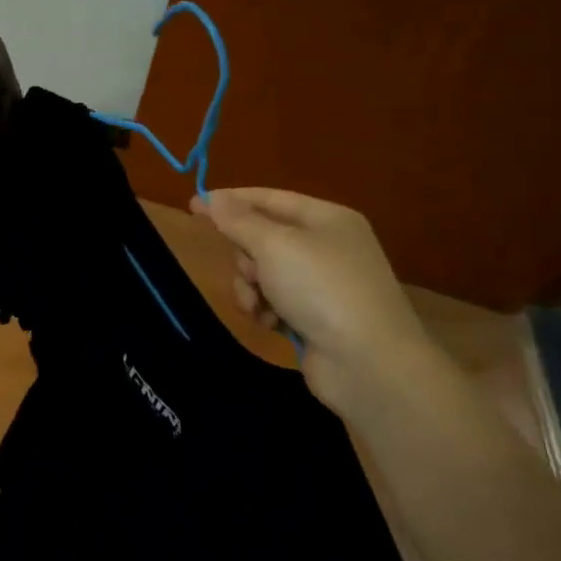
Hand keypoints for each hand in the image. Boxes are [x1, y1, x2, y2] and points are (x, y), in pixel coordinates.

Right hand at [190, 188, 452, 415]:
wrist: (367, 362)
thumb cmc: (321, 288)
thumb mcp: (274, 245)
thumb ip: (239, 220)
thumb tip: (214, 198)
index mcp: (326, 219)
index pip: (269, 198)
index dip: (231, 201)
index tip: (193, 205)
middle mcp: (326, 246)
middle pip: (263, 238)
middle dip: (246, 256)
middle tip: (251, 271)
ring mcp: (321, 284)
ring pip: (262, 273)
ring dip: (251, 288)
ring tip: (259, 305)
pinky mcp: (314, 317)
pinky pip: (272, 302)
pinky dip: (265, 310)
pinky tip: (270, 324)